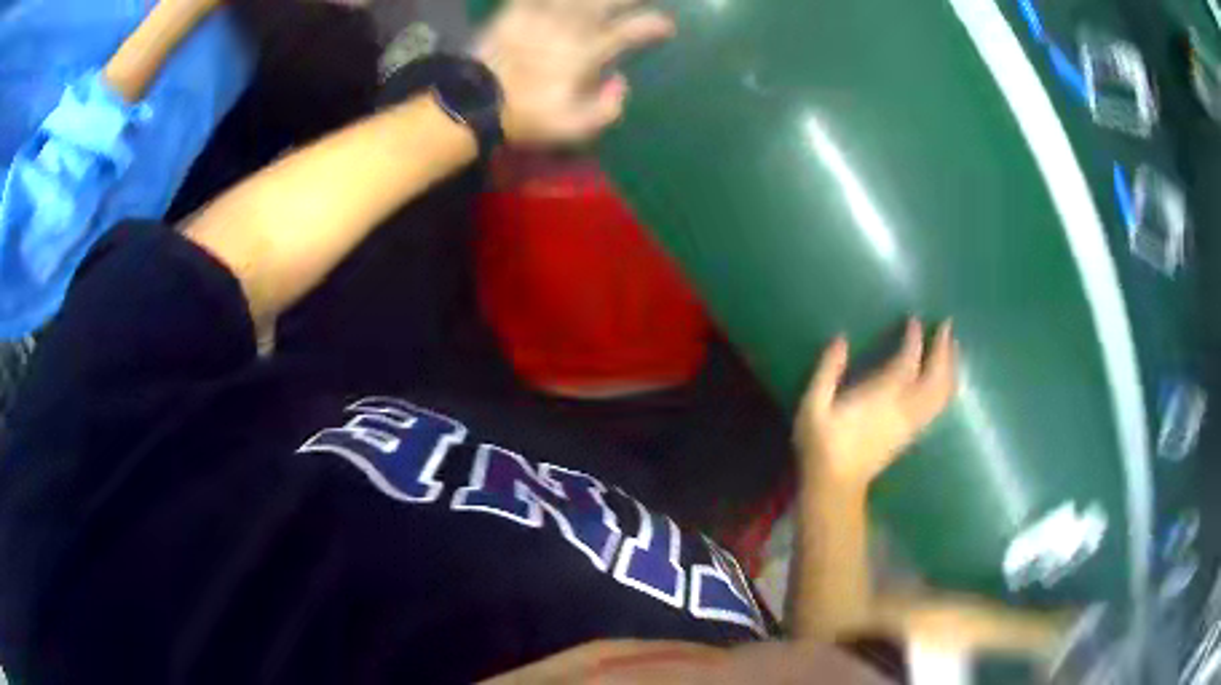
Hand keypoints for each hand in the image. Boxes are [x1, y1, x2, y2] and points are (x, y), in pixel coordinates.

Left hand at [472, 0, 674, 144]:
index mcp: (586, 53)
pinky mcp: (515, 12)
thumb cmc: (525, 117)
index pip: (629, 32)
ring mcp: (541, 15)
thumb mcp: (572, 128)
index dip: (652, 26)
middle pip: (607, 1)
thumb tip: (621, 84)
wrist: (472, 103)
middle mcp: (569, 27)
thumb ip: (606, 109)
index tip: (667, 25)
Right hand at [795, 319, 957, 491]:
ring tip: (953, 347)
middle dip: (944, 349)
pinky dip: (947, 389)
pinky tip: (947, 380)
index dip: (914, 339)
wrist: (835, 487)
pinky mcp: (913, 434)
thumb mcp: (813, 406)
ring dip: (951, 367)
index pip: (907, 361)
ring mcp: (912, 423)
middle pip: (935, 376)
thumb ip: (827, 371)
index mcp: (881, 397)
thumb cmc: (821, 445)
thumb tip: (841, 339)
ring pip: (942, 393)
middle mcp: (904, 408)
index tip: (915, 320)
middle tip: (947, 325)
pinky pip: (938, 408)